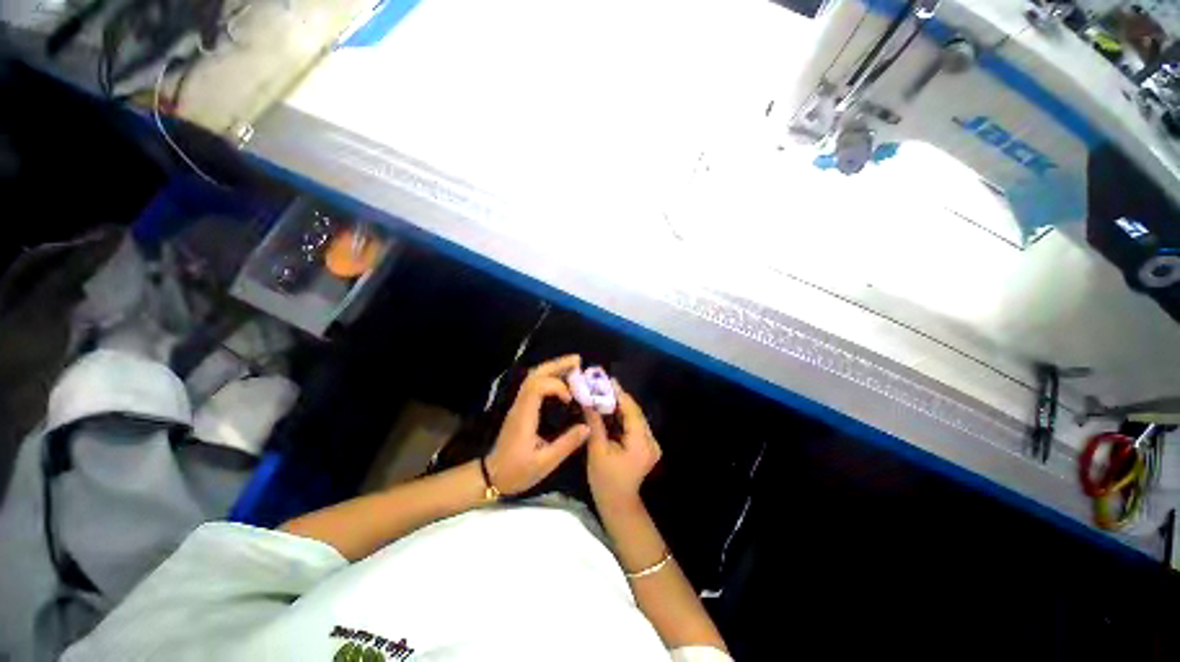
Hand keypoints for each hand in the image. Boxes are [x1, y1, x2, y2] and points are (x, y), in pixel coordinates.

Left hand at [485, 355, 590, 494]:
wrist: (492, 476)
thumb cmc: (517, 472)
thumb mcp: (545, 463)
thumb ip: (566, 444)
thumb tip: (587, 426)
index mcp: (524, 416)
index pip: (537, 387)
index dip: (556, 386)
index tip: (571, 398)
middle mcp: (520, 405)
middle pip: (534, 375)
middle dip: (556, 365)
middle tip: (578, 360)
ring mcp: (519, 405)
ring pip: (533, 377)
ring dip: (553, 368)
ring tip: (573, 365)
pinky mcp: (521, 408)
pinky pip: (534, 385)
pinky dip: (549, 377)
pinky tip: (562, 380)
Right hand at [585, 381, 661, 511]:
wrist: (618, 503)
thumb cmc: (605, 479)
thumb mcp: (597, 450)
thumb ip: (595, 423)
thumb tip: (588, 401)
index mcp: (641, 442)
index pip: (632, 411)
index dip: (620, 395)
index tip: (608, 380)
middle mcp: (651, 440)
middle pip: (635, 413)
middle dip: (619, 398)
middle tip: (604, 384)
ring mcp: (651, 444)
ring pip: (636, 417)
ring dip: (621, 406)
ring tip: (606, 392)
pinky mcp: (647, 446)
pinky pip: (635, 425)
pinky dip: (624, 416)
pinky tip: (612, 409)